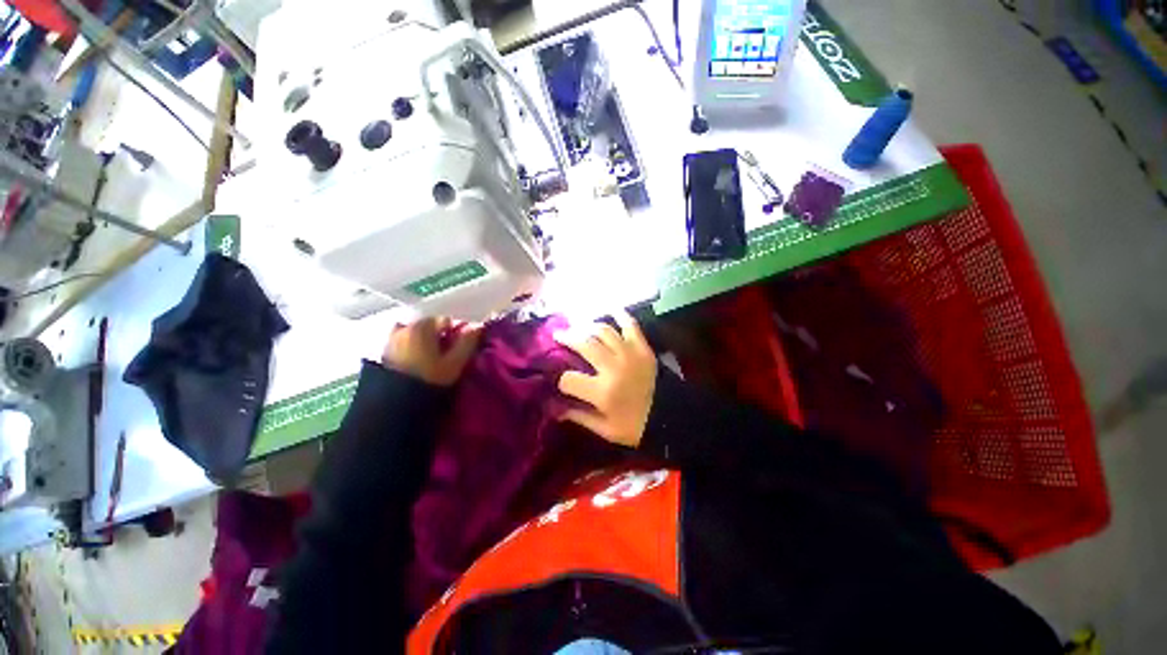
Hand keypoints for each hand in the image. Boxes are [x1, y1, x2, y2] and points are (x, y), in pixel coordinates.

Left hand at [382, 317, 482, 386]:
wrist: (394, 406)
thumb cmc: (429, 380)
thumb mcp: (455, 362)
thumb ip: (468, 342)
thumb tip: (479, 326)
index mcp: (422, 326)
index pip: (447, 321)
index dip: (457, 335)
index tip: (461, 351)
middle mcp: (403, 328)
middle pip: (430, 328)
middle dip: (440, 339)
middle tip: (448, 359)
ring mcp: (390, 341)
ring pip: (417, 337)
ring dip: (426, 346)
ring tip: (433, 364)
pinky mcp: (383, 355)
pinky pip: (404, 347)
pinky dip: (413, 353)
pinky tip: (418, 369)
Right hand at [555, 311, 656, 447]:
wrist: (670, 418)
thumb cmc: (635, 426)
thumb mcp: (605, 429)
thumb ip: (579, 417)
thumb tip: (555, 409)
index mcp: (602, 392)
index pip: (569, 379)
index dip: (561, 380)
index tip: (561, 380)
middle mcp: (613, 367)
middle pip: (584, 344)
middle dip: (567, 338)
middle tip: (559, 335)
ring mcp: (629, 354)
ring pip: (603, 331)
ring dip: (587, 326)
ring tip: (579, 327)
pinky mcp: (643, 348)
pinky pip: (630, 325)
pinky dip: (620, 314)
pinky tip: (610, 308)